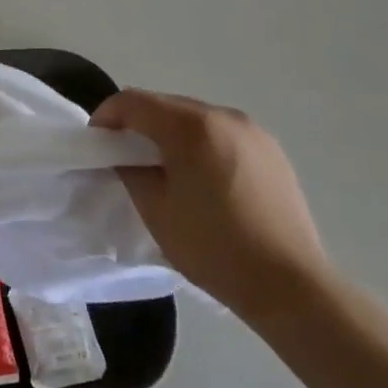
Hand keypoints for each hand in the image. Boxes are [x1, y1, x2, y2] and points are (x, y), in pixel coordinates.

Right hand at [94, 89, 329, 330]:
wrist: (290, 286)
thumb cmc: (214, 248)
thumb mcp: (156, 210)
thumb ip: (131, 170)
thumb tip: (126, 155)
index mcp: (191, 127)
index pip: (134, 102)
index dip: (107, 116)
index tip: (96, 141)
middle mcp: (223, 116)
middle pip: (166, 105)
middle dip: (139, 124)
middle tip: (125, 156)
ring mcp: (252, 131)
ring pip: (196, 118)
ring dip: (171, 133)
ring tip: (165, 169)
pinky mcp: (272, 150)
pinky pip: (222, 134)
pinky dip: (202, 144)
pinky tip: (203, 180)